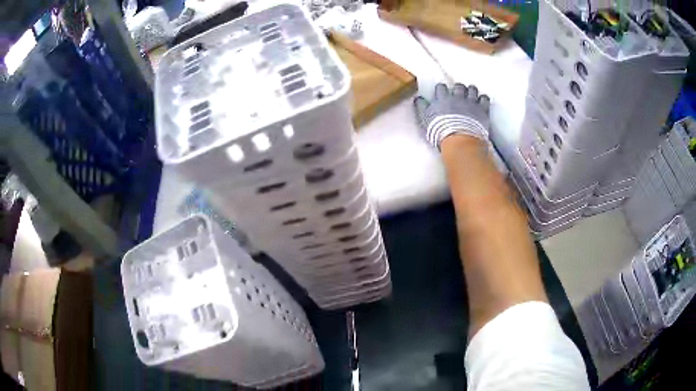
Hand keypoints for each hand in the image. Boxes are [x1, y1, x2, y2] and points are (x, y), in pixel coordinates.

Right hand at [414, 83, 490, 149]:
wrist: (459, 140)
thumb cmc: (440, 131)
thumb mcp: (425, 120)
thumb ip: (421, 107)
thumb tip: (418, 98)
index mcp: (442, 98)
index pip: (441, 87)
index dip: (442, 90)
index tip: (442, 93)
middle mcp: (457, 97)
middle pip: (458, 86)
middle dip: (458, 89)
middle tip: (458, 94)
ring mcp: (470, 102)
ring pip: (472, 89)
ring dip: (471, 91)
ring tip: (471, 95)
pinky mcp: (482, 109)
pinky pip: (484, 98)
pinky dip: (483, 99)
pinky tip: (482, 101)